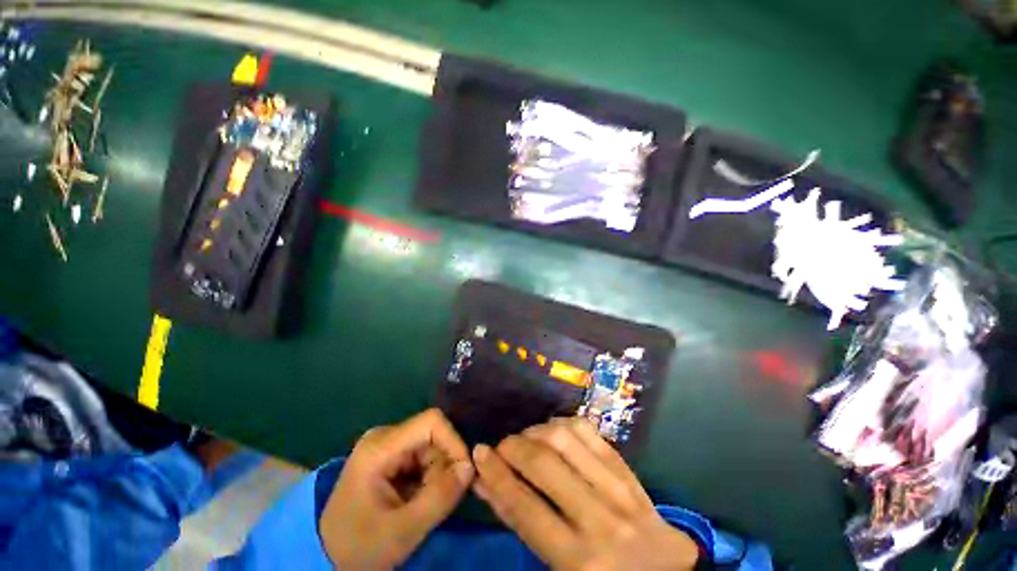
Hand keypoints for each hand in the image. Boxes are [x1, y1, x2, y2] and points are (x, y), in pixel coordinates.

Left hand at [320, 409, 474, 569]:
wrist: (328, 559)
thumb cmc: (360, 547)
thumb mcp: (403, 530)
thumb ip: (440, 497)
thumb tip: (470, 467)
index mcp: (380, 447)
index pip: (431, 422)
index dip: (453, 441)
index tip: (464, 472)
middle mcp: (384, 437)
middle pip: (432, 435)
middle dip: (443, 466)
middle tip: (438, 500)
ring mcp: (386, 445)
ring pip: (430, 446)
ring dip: (436, 474)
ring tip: (423, 504)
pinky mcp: (389, 456)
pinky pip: (422, 456)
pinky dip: (429, 476)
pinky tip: (417, 498)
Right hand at [472, 417, 699, 569]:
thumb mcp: (557, 566)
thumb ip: (520, 524)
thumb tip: (486, 484)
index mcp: (580, 561)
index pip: (525, 507)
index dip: (496, 475)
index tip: (478, 453)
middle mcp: (601, 520)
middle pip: (544, 464)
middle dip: (513, 448)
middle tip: (501, 447)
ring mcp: (619, 489)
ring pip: (565, 438)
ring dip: (535, 431)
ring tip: (525, 439)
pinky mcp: (627, 469)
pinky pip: (588, 431)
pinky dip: (562, 423)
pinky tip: (551, 431)